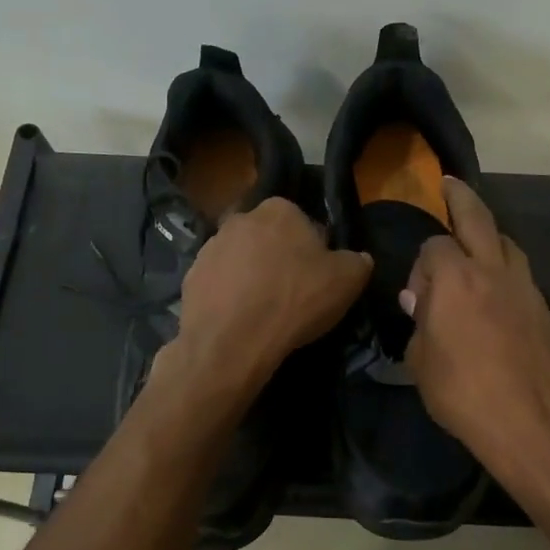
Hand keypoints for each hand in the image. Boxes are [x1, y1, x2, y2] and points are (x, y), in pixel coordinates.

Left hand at [169, 197, 370, 396]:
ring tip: (265, 312)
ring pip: (242, 260)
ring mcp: (210, 247)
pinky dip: (230, 297)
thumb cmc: (295, 300)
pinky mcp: (191, 277)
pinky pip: (220, 284)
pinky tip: (241, 320)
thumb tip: (359, 258)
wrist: (232, 340)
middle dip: (279, 259)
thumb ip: (357, 261)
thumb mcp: (348, 281)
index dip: (313, 249)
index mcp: (279, 210)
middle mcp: (240, 219)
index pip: (303, 222)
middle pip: (269, 239)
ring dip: (252, 277)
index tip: (318, 276)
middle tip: (293, 293)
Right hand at [402, 179, 549, 483]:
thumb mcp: (421, 363)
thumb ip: (419, 324)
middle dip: (460, 197)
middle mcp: (492, 270)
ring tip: (476, 243)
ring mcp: (525, 287)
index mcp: (455, 278)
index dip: (420, 267)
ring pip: (507, 242)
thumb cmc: (464, 394)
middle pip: (477, 217)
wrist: (533, 423)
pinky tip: (498, 290)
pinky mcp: (545, 309)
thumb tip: (419, 302)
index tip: (416, 298)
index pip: (433, 247)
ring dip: (489, 236)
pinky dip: (506, 269)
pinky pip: (522, 273)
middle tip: (449, 184)